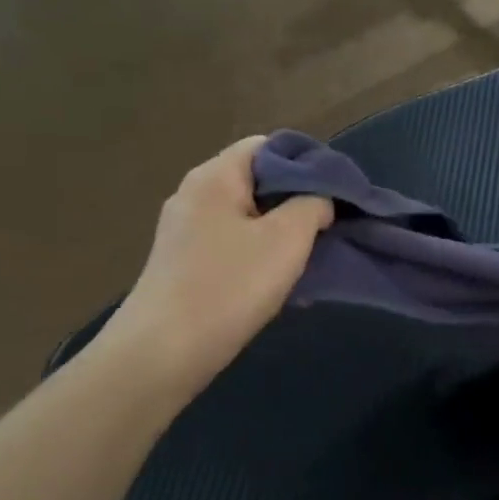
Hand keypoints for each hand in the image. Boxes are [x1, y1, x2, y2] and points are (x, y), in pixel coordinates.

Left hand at [105, 136, 332, 398]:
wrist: (162, 353)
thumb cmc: (229, 287)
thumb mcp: (287, 240)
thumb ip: (313, 205)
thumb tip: (319, 200)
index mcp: (215, 176)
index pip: (267, 146)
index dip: (307, 162)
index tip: (336, 193)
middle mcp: (194, 195)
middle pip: (257, 181)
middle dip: (297, 202)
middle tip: (328, 228)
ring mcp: (184, 232)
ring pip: (247, 218)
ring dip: (281, 235)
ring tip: (310, 260)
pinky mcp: (183, 265)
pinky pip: (232, 246)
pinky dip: (259, 257)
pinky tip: (279, 284)